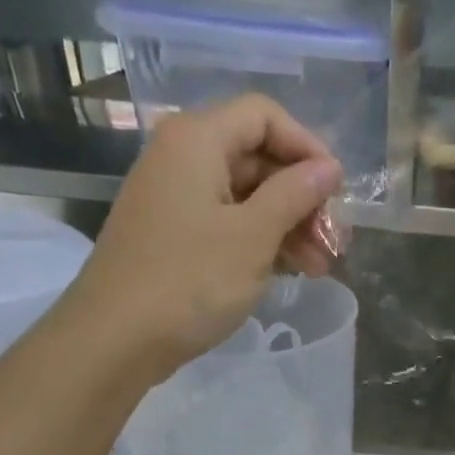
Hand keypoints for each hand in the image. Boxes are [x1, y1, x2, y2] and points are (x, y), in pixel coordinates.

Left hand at [65, 94, 342, 378]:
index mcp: (197, 140)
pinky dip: (260, 242)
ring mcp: (175, 199)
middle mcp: (181, 157)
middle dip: (302, 196)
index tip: (337, 190)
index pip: (264, 116)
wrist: (117, 338)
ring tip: (320, 267)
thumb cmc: (190, 281)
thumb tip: (328, 168)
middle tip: (335, 241)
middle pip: (256, 157)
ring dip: (288, 226)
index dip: (307, 147)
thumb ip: (294, 196)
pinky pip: (226, 224)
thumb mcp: (253, 237)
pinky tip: (289, 271)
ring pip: (245, 196)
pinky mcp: (173, 236)